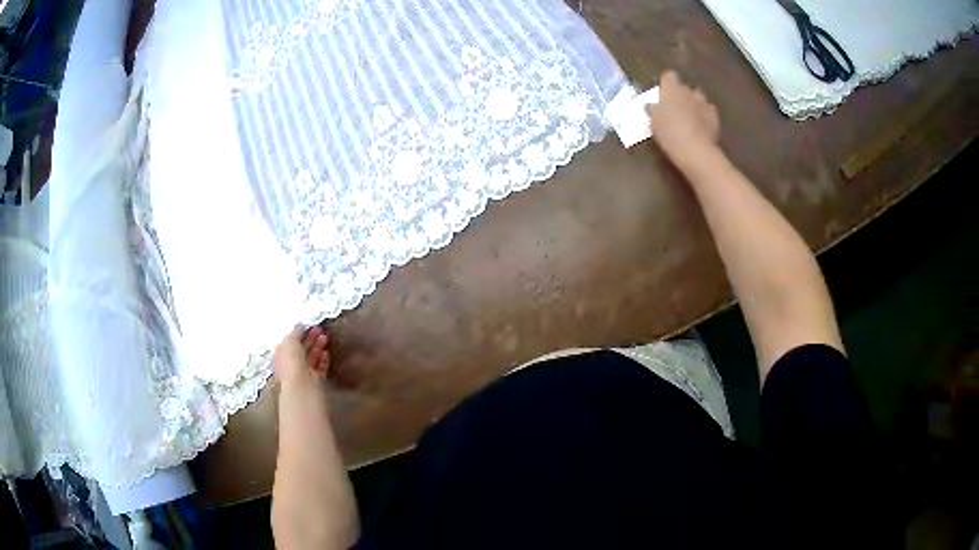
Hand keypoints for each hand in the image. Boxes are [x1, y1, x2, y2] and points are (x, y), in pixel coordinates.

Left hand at [274, 325, 330, 387]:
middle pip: (301, 349)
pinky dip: (323, 360)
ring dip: (318, 347)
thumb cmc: (292, 362)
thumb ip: (295, 332)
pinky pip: (319, 368)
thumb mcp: (290, 341)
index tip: (308, 326)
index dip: (298, 333)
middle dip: (310, 339)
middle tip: (320, 329)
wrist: (302, 386)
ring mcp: (303, 373)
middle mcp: (291, 364)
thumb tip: (299, 325)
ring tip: (325, 337)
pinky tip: (326, 353)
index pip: (290, 342)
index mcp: (281, 355)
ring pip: (311, 358)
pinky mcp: (315, 380)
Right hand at [648, 71, 719, 167]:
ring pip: (698, 97)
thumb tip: (655, 105)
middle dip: (681, 94)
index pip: (669, 76)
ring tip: (690, 115)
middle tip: (675, 108)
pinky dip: (705, 114)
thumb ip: (655, 110)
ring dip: (694, 102)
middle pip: (684, 87)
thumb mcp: (654, 122)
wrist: (695, 149)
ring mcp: (703, 103)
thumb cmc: (669, 134)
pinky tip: (702, 124)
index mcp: (671, 89)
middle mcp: (688, 91)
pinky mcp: (715, 116)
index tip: (663, 93)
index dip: (667, 84)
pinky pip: (709, 110)